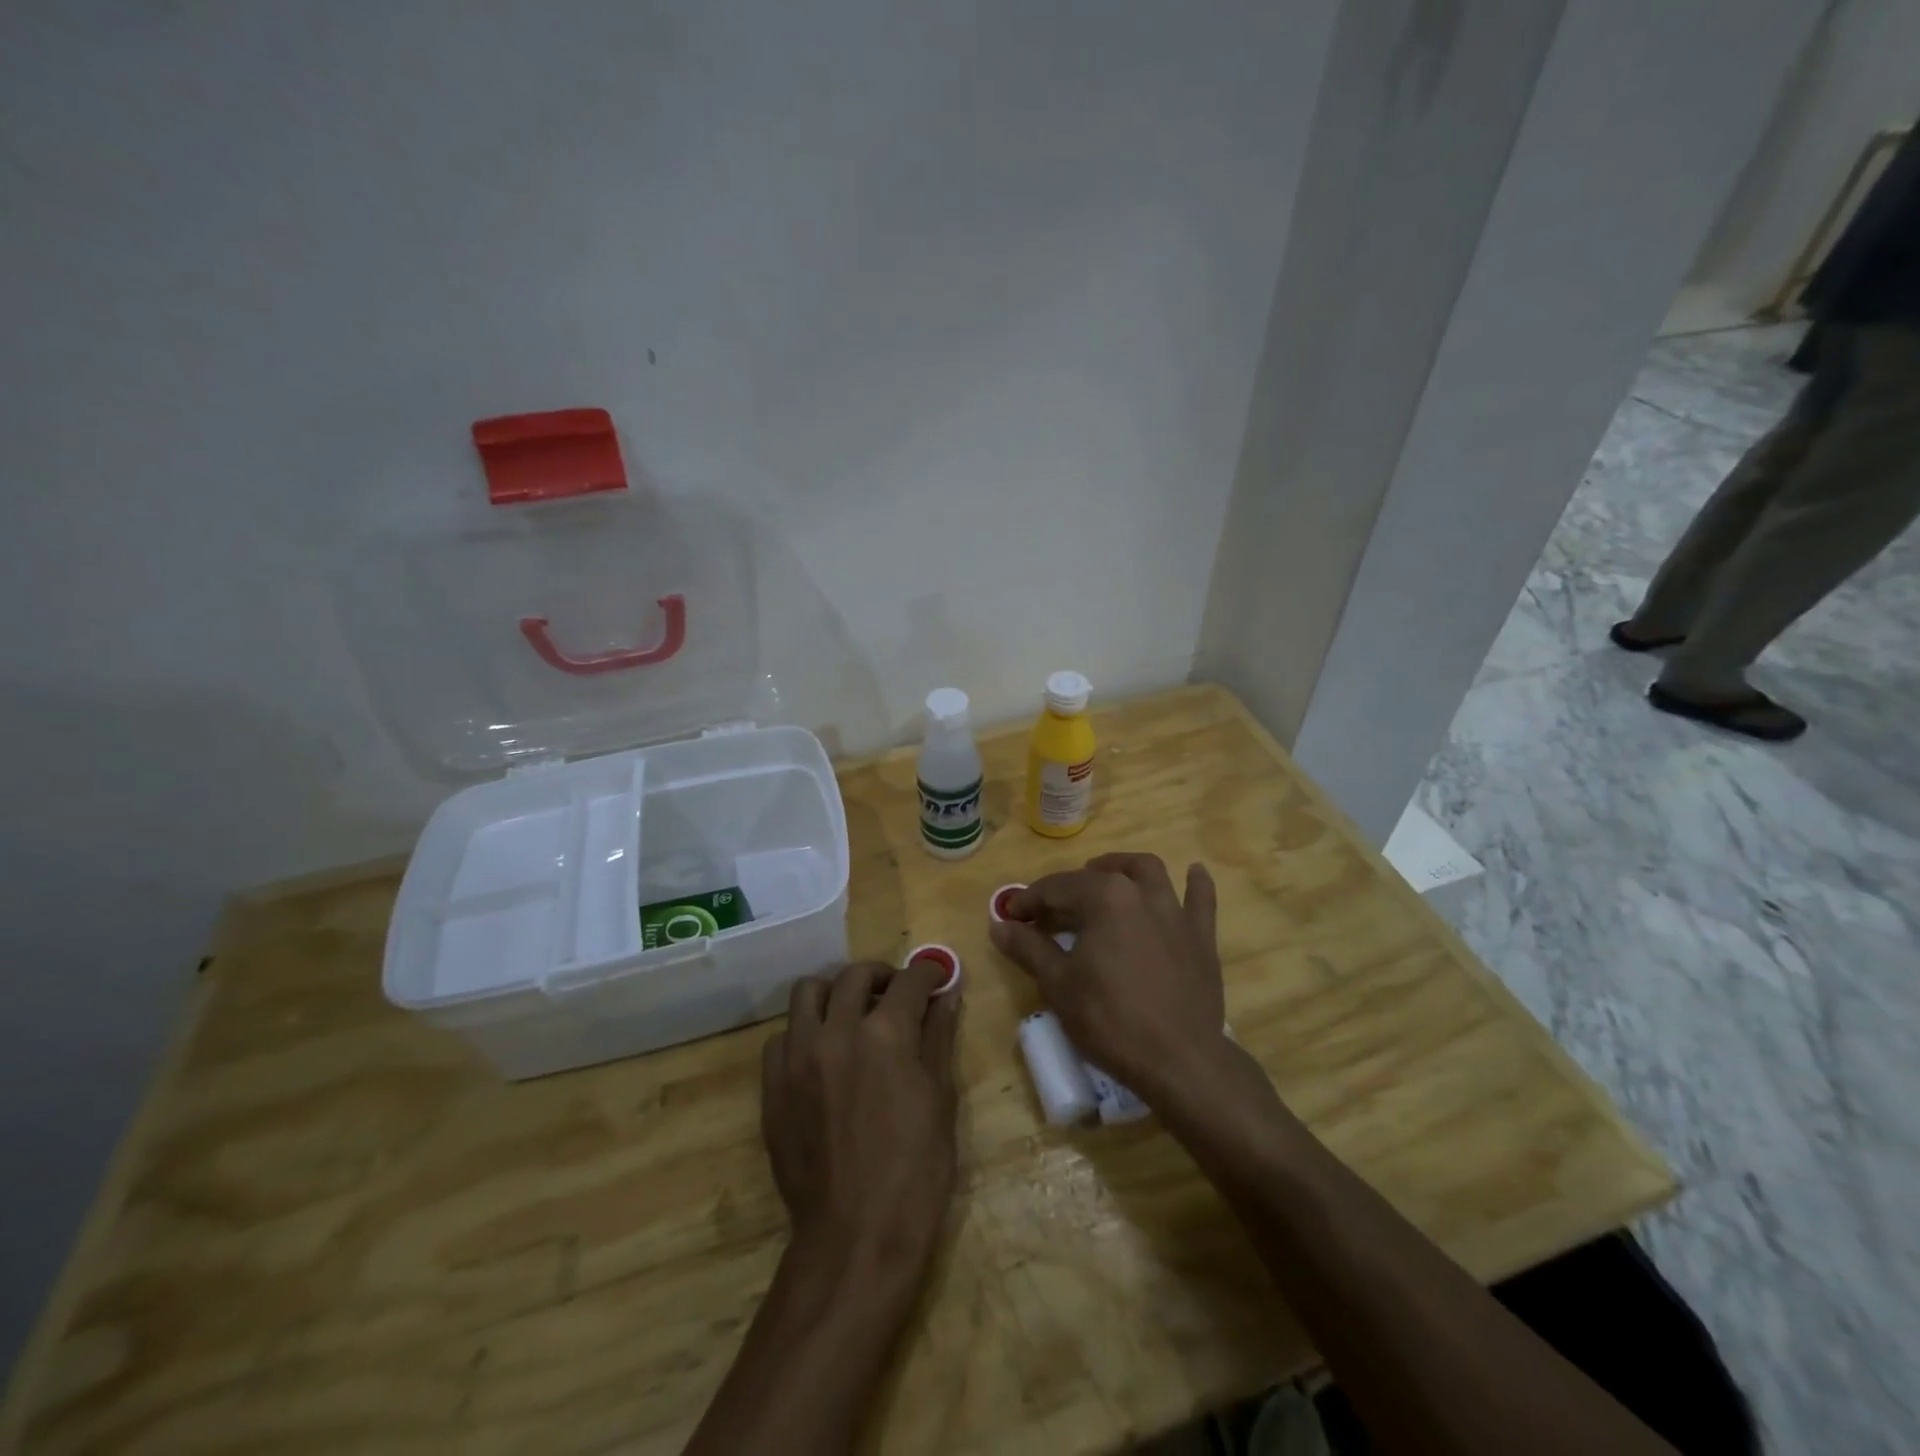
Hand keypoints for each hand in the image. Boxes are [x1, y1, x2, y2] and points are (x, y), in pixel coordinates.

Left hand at [761, 960, 960, 1290]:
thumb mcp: (940, 1101)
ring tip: (852, 1014)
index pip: (910, 981)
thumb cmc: (916, 1174)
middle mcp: (837, 1032)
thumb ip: (938, 1038)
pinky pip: (782, 1037)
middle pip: (855, 976)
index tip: (937, 977)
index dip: (929, 973)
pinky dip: (804, 1033)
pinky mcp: (772, 1086)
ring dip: (835, 993)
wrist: (855, 1239)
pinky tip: (822, 1056)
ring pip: (808, 992)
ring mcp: (798, 1058)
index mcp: (886, 1035)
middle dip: (883, 976)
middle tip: (897, 994)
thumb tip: (947, 996)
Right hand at [990, 852, 1226, 1095]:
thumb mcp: (1058, 984)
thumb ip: (1028, 947)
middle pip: (1099, 877)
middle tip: (1051, 913)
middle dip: (1069, 888)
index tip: (1011, 917)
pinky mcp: (1201, 936)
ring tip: (1106, 877)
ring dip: (1123, 869)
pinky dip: (1195, 883)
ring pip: (1148, 872)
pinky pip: (1201, 900)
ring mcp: (1175, 911)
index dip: (1028, 900)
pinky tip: (1194, 872)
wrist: (1180, 1060)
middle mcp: (1141, 892)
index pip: (1056, 888)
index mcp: (1104, 897)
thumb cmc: (1110, 1019)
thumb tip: (999, 924)